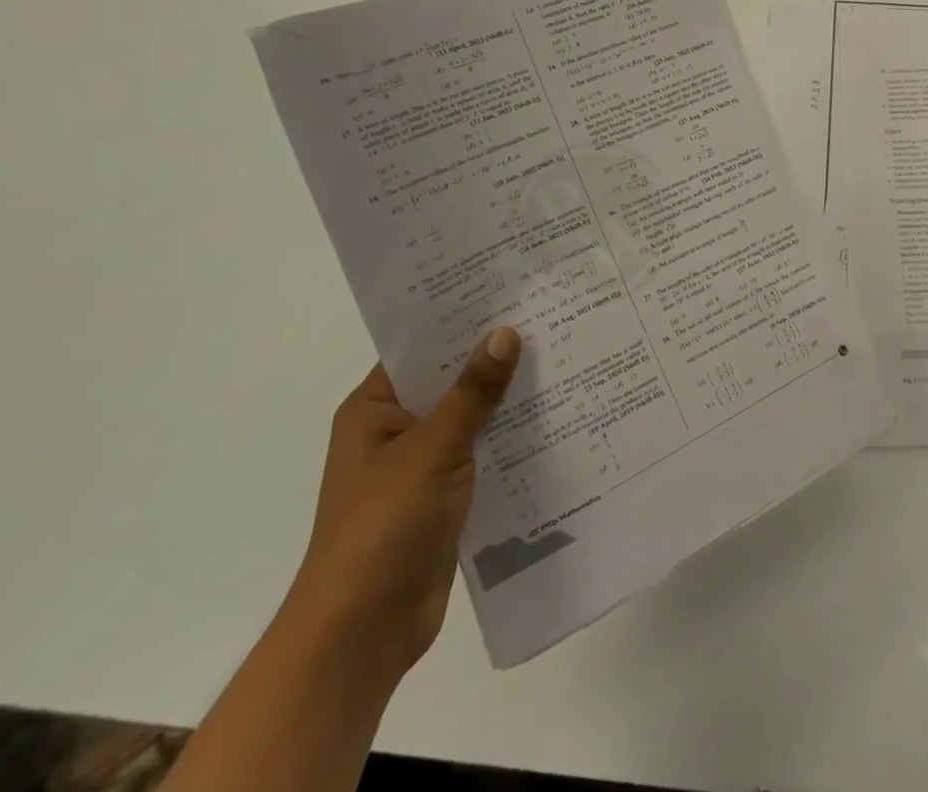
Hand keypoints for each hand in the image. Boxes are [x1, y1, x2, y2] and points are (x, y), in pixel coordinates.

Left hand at [284, 327, 522, 679]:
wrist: (362, 634)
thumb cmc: (383, 528)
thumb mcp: (432, 450)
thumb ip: (472, 392)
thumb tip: (506, 332)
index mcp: (374, 410)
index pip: (422, 348)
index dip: (464, 320)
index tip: (513, 292)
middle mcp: (396, 430)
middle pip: (451, 380)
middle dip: (496, 358)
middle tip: (552, 319)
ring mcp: (421, 465)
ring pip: (472, 417)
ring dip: (509, 399)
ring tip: (565, 358)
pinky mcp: (445, 496)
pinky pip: (483, 452)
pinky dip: (512, 437)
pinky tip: (556, 417)